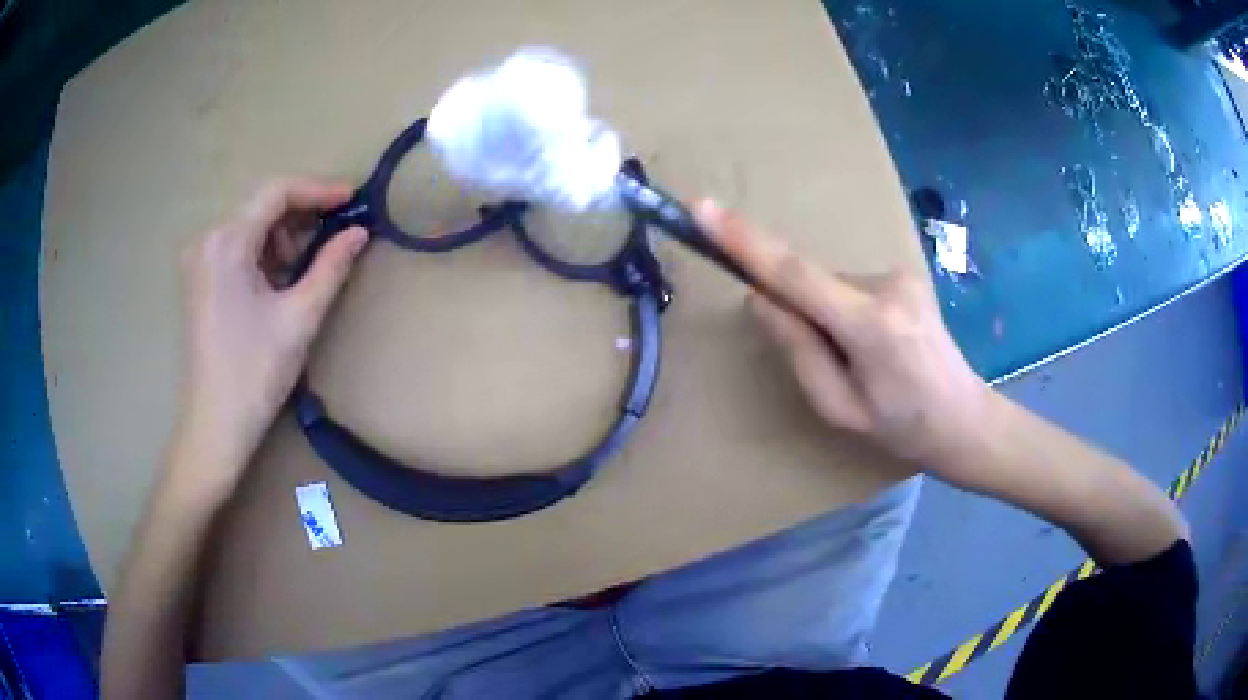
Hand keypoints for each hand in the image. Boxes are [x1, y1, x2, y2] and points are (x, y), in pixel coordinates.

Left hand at [176, 178, 367, 490]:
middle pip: (261, 207)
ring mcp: (200, 260)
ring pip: (251, 228)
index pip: (276, 193)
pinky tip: (282, 280)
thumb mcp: (299, 317)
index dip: (318, 189)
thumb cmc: (255, 373)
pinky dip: (265, 255)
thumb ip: (331, 266)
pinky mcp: (200, 280)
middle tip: (338, 234)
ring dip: (284, 238)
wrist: (215, 426)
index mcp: (227, 242)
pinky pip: (238, 249)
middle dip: (302, 217)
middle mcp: (207, 240)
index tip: (353, 199)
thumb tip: (359, 232)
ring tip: (310, 267)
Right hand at [694, 199, 992, 469]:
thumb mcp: (838, 407)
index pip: (795, 273)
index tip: (704, 210)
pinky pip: (852, 284)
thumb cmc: (901, 426)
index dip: (745, 241)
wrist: (963, 418)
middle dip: (801, 312)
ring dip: (827, 314)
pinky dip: (846, 308)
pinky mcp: (906, 273)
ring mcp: (900, 274)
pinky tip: (876, 344)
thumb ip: (797, 351)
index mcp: (869, 326)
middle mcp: (886, 285)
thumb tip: (761, 299)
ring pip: (832, 284)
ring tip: (862, 360)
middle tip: (829, 361)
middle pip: (812, 282)